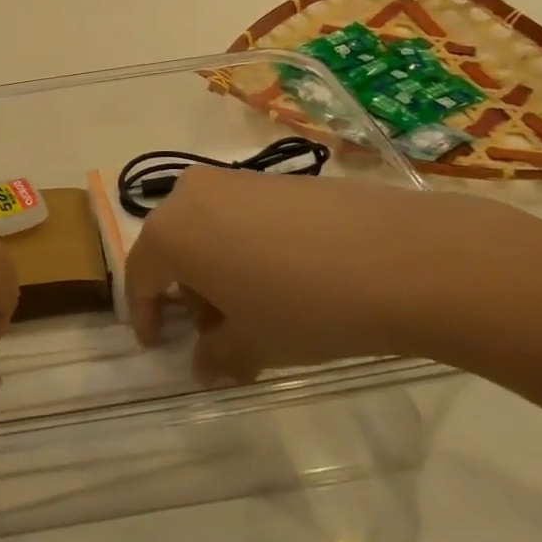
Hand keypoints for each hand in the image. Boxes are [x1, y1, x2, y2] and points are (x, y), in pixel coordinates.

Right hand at [124, 167, 541, 383]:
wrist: (401, 258)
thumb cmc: (304, 306)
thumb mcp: (253, 343)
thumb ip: (216, 356)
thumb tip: (205, 364)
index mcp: (170, 232)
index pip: (140, 276)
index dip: (145, 315)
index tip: (156, 344)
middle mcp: (192, 194)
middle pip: (174, 248)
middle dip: (188, 293)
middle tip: (216, 333)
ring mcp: (236, 180)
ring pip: (208, 229)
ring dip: (218, 270)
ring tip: (256, 309)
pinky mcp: (277, 178)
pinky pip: (242, 216)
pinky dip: (247, 248)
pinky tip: (287, 280)